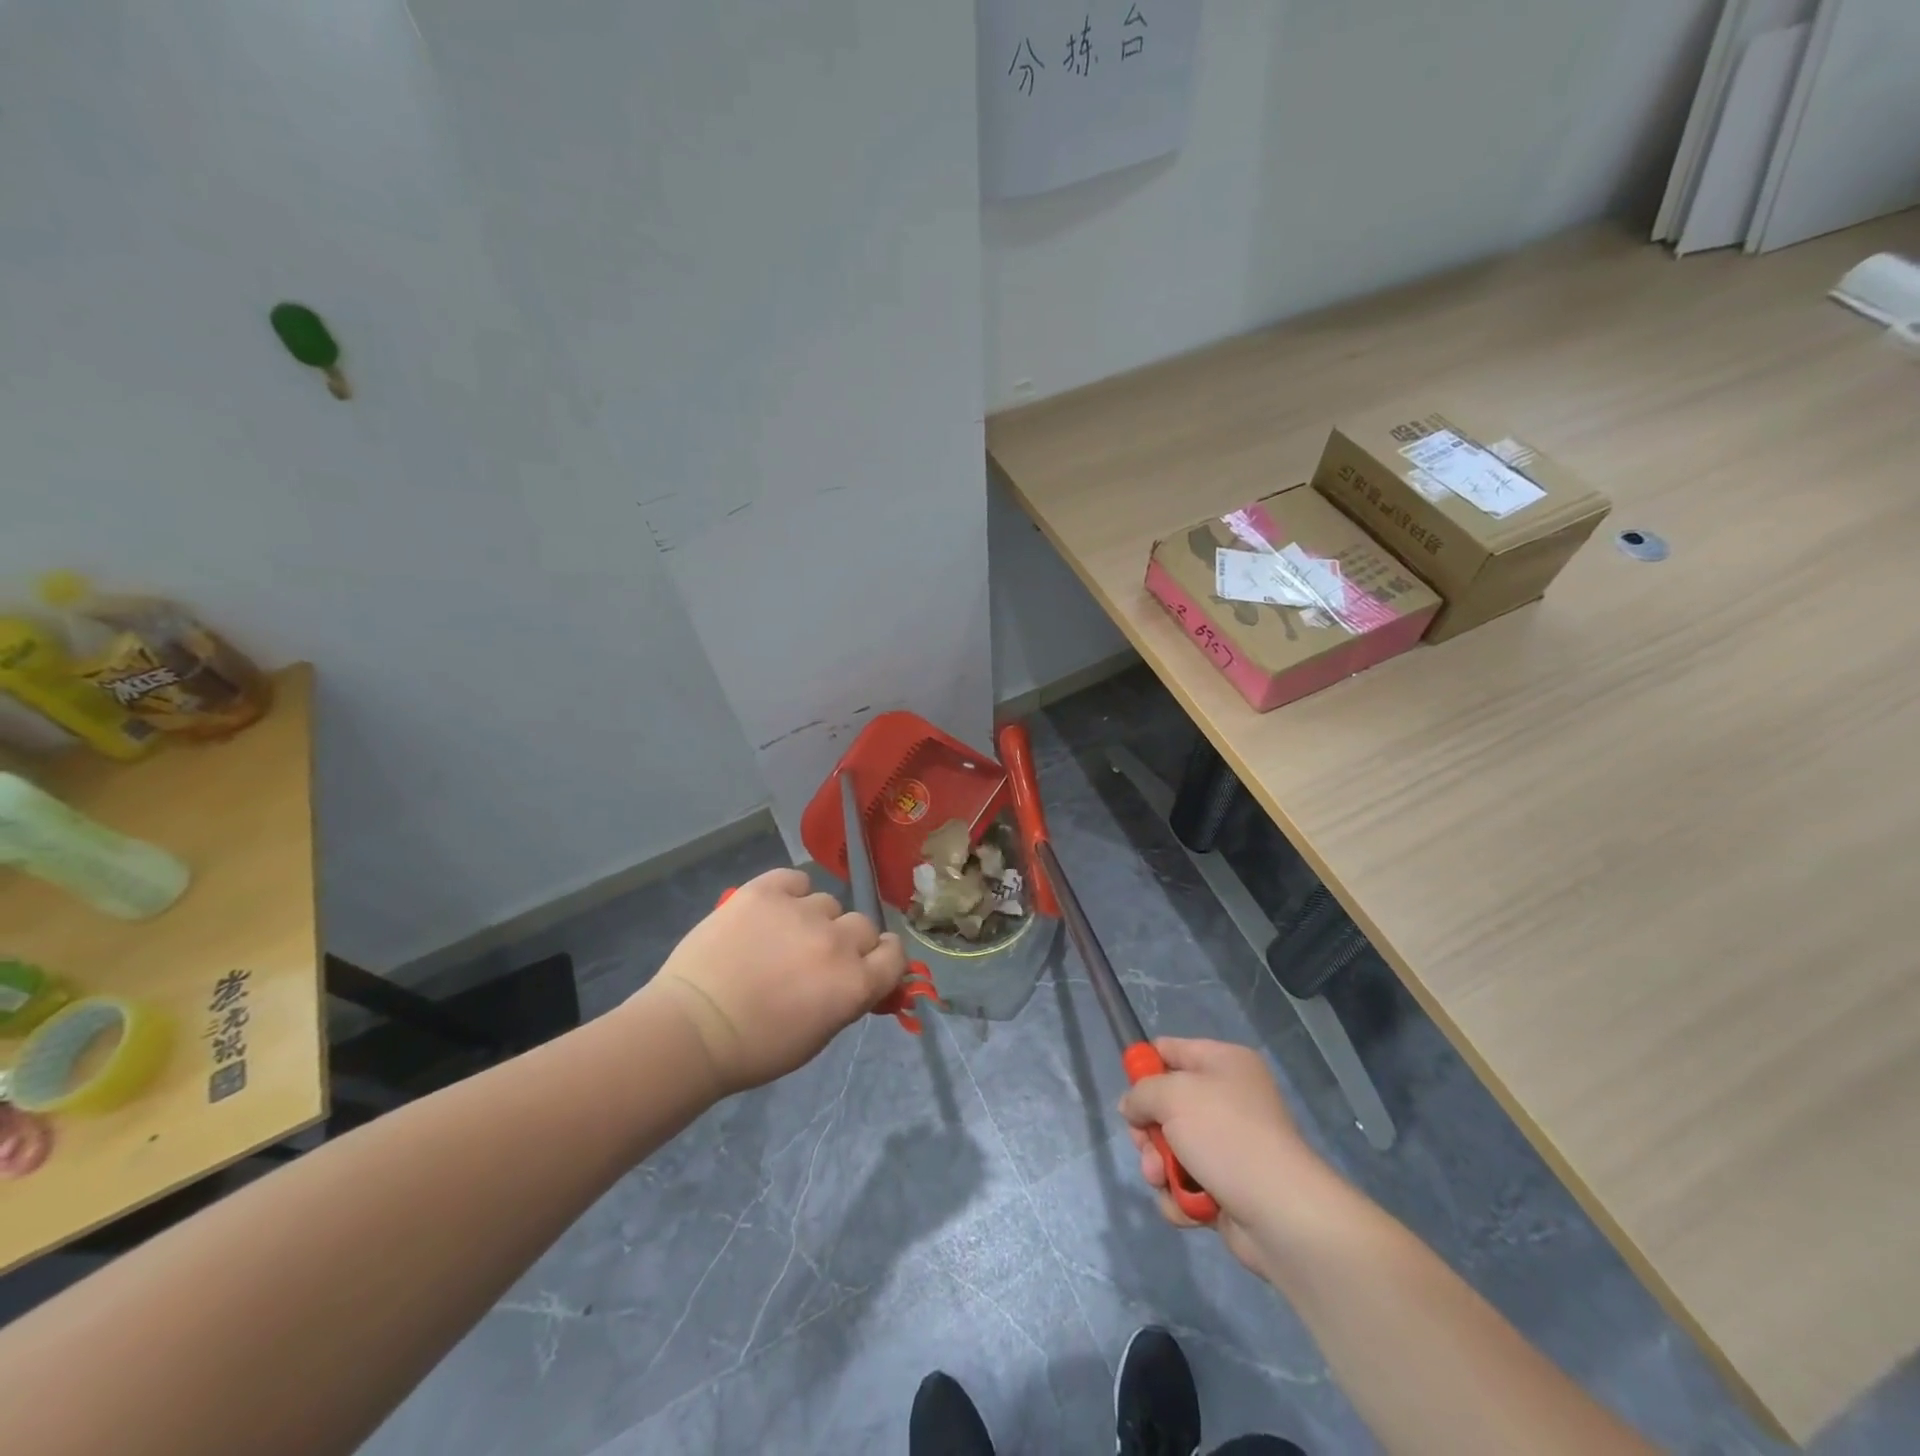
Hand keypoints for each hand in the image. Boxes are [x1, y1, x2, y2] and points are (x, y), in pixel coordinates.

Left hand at [634, 867, 907, 1095]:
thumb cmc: (756, 1048)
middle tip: (817, 956)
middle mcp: (836, 941)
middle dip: (847, 940)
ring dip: (814, 919)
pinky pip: (795, 880)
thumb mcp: (819, 1035)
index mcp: (855, 983)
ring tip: (782, 936)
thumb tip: (861, 978)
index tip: (867, 964)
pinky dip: (788, 893)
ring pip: (826, 903)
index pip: (895, 953)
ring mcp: (800, 911)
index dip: (883, 958)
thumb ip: (849, 999)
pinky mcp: (765, 890)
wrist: (692, 1028)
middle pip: (863, 925)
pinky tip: (770, 912)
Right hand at [1118, 1038, 1348, 1280]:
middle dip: (1149, 1131)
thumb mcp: (1172, 1095)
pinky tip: (1187, 1206)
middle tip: (1147, 1146)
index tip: (1131, 1094)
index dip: (1144, 1067)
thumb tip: (1133, 1108)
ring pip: (1171, 1148)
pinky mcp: (1227, 1187)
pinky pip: (1185, 1183)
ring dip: (1159, 1167)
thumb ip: (1141, 1092)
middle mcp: (1228, 1099)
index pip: (1170, 1050)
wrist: (1281, 1213)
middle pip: (1165, 1105)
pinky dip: (1179, 1196)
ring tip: (1163, 1180)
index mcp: (1224, 1063)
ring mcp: (1228, 1146)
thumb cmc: (1226, 1136)